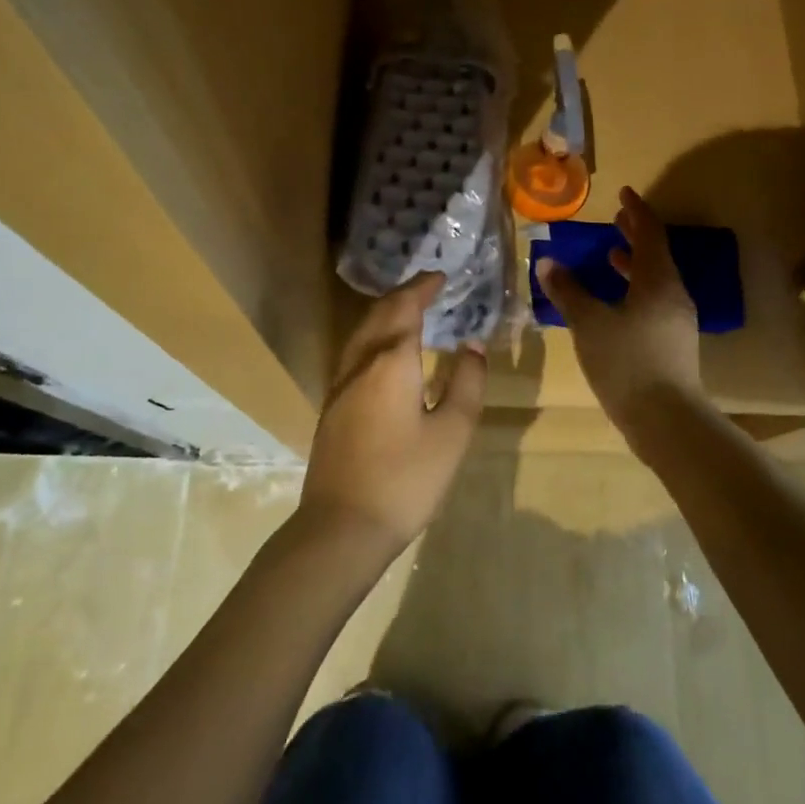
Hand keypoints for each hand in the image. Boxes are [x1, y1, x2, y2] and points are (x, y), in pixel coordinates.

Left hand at [299, 273, 486, 557]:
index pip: (406, 307)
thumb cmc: (406, 479)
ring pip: (362, 332)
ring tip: (409, 311)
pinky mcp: (332, 405)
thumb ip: (466, 382)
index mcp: (392, 361)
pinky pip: (355, 352)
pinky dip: (374, 335)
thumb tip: (472, 345)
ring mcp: (340, 384)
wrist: (342, 527)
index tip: (441, 276)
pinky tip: (385, 352)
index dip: (423, 287)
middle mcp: (361, 362)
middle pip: (380, 314)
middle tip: (428, 287)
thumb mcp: (452, 432)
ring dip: (385, 313)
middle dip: (404, 294)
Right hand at [536, 187, 702, 429]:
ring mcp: (676, 320)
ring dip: (634, 264)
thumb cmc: (626, 363)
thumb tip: (547, 262)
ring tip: (611, 256)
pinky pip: (654, 301)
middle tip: (616, 219)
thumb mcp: (589, 324)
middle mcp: (673, 294)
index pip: (650, 233)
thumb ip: (568, 291)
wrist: (666, 419)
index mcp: (657, 281)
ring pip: (655, 280)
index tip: (623, 193)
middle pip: (656, 255)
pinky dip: (634, 289)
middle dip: (636, 235)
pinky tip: (615, 304)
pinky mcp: (673, 343)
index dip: (636, 211)